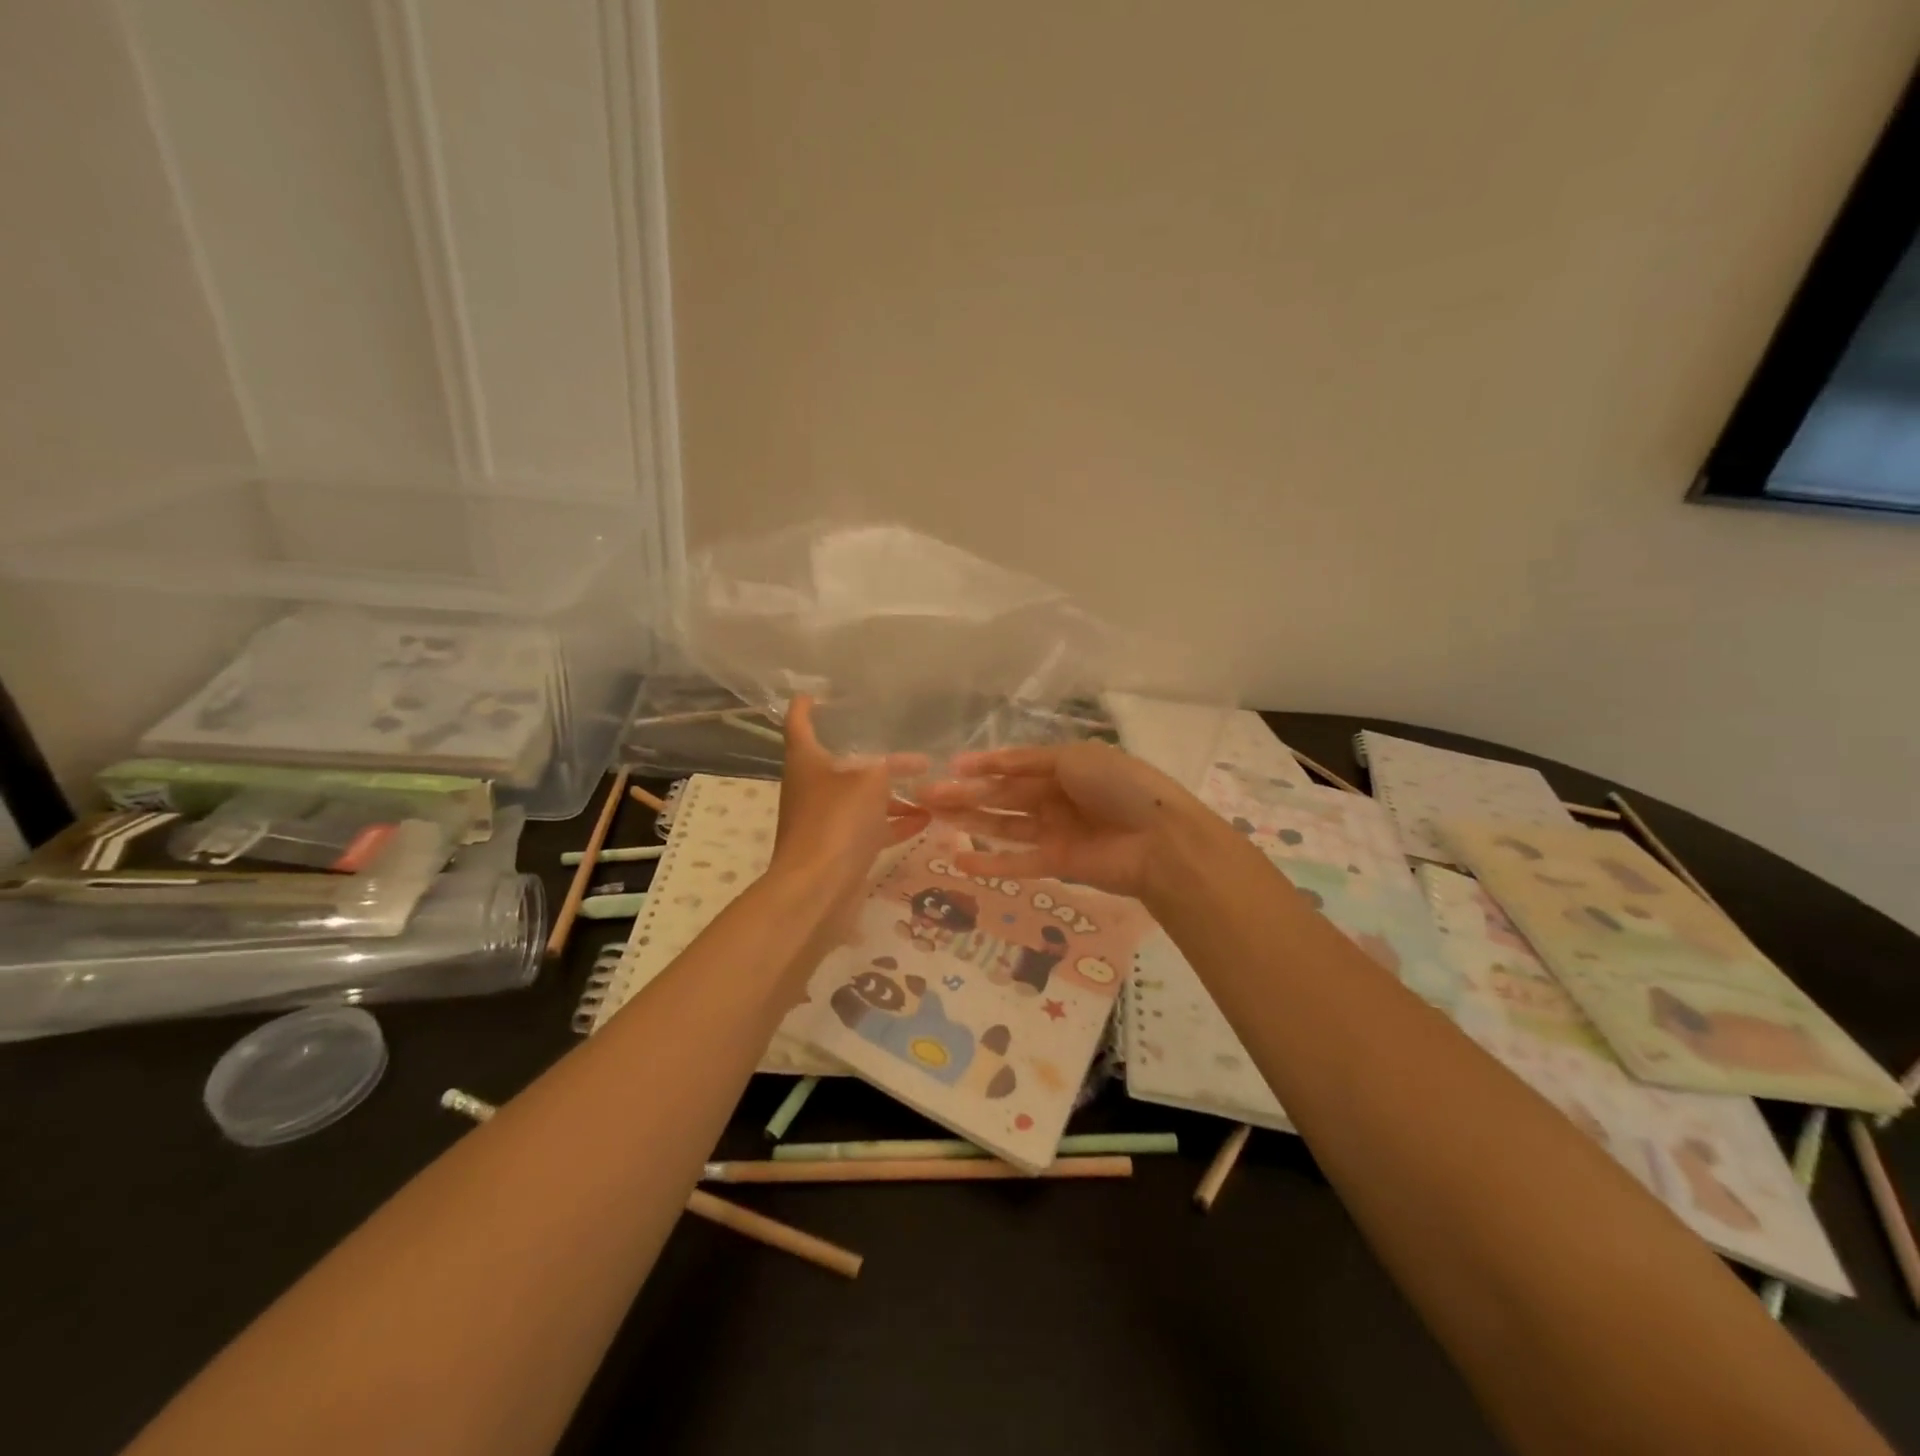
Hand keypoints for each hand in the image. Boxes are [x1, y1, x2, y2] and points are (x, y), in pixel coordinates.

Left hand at [769, 696, 930, 943]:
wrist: (817, 889)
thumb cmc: (837, 821)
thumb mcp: (869, 781)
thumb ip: (887, 767)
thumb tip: (902, 765)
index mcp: (806, 762)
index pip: (799, 723)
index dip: (806, 706)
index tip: (815, 693)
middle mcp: (811, 788)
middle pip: (840, 764)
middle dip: (872, 756)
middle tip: (905, 745)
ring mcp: (824, 821)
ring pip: (860, 798)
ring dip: (890, 793)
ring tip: (928, 786)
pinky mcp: (840, 850)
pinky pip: (870, 828)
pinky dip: (894, 822)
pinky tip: (926, 818)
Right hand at [918, 740, 1198, 898]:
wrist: (1159, 838)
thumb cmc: (1118, 785)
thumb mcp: (1073, 757)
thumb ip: (1029, 762)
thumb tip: (987, 765)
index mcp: (1061, 766)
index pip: (1013, 765)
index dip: (981, 766)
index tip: (948, 768)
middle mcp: (1055, 797)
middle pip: (1001, 796)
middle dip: (964, 794)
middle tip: (924, 796)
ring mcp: (1054, 831)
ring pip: (1003, 825)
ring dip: (969, 822)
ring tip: (932, 819)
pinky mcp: (1056, 863)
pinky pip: (1017, 861)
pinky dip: (990, 864)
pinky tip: (959, 862)